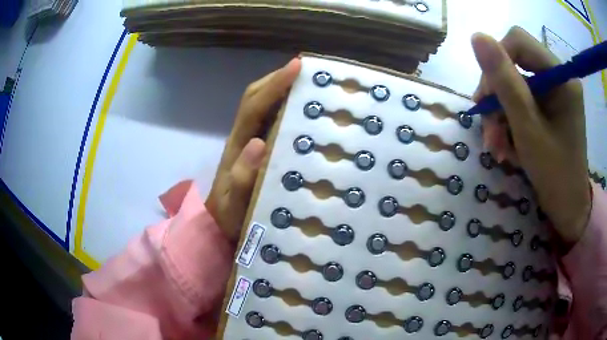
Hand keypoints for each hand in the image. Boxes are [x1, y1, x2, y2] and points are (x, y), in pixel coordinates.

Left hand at [206, 58, 301, 241]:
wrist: (219, 225)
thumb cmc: (229, 216)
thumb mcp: (234, 204)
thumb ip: (242, 178)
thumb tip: (259, 143)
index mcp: (237, 145)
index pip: (253, 106)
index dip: (274, 85)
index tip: (297, 66)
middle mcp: (243, 137)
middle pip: (255, 98)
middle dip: (277, 79)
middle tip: (307, 70)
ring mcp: (250, 142)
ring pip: (263, 106)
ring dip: (282, 90)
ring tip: (310, 84)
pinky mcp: (258, 150)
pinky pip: (271, 121)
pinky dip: (286, 109)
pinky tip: (305, 111)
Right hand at [471, 27, 590, 245]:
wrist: (568, 207)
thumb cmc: (554, 173)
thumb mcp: (527, 127)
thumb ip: (504, 80)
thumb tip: (476, 37)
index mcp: (561, 76)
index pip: (518, 42)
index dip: (497, 61)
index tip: (486, 98)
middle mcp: (559, 77)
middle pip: (515, 63)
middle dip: (497, 95)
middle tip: (488, 130)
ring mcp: (555, 92)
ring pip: (515, 85)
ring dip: (501, 114)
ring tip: (496, 146)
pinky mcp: (551, 107)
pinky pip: (523, 102)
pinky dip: (510, 122)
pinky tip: (506, 145)